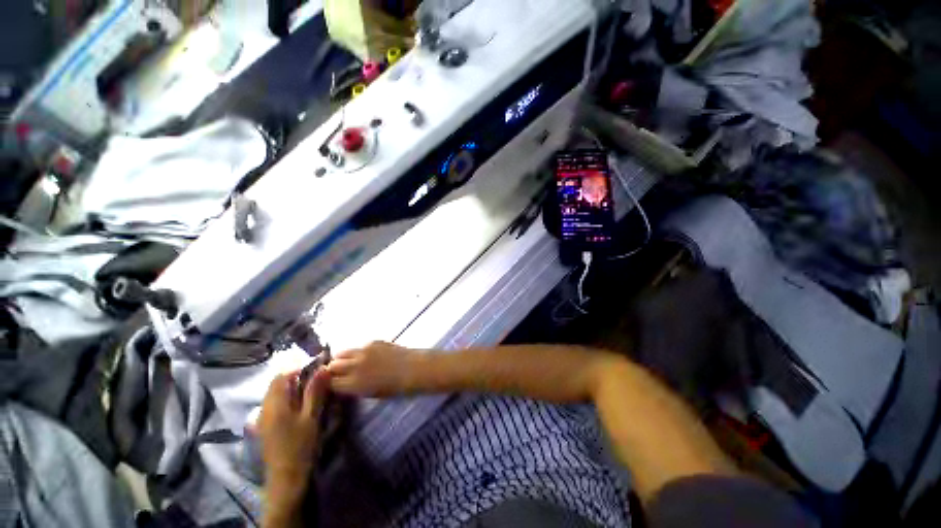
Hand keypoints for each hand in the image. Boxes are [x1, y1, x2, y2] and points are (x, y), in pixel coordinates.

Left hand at [258, 367, 328, 492]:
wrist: (286, 477)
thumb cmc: (300, 445)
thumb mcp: (311, 417)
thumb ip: (314, 391)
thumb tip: (322, 369)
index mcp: (274, 404)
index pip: (282, 376)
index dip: (299, 367)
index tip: (316, 367)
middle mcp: (264, 408)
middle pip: (276, 383)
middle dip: (296, 376)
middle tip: (316, 378)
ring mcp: (262, 418)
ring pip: (275, 393)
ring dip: (291, 387)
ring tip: (311, 390)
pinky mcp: (265, 426)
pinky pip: (274, 403)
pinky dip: (287, 397)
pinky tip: (300, 405)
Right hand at [326, 341, 417, 396]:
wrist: (414, 368)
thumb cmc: (396, 387)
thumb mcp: (371, 394)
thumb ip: (355, 387)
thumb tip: (344, 383)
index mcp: (354, 383)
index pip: (330, 382)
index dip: (329, 383)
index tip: (330, 384)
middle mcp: (355, 366)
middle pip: (332, 365)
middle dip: (332, 369)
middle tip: (337, 372)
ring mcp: (364, 351)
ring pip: (343, 352)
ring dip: (342, 358)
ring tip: (348, 362)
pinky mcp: (373, 342)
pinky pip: (359, 347)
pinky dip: (358, 352)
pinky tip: (366, 356)